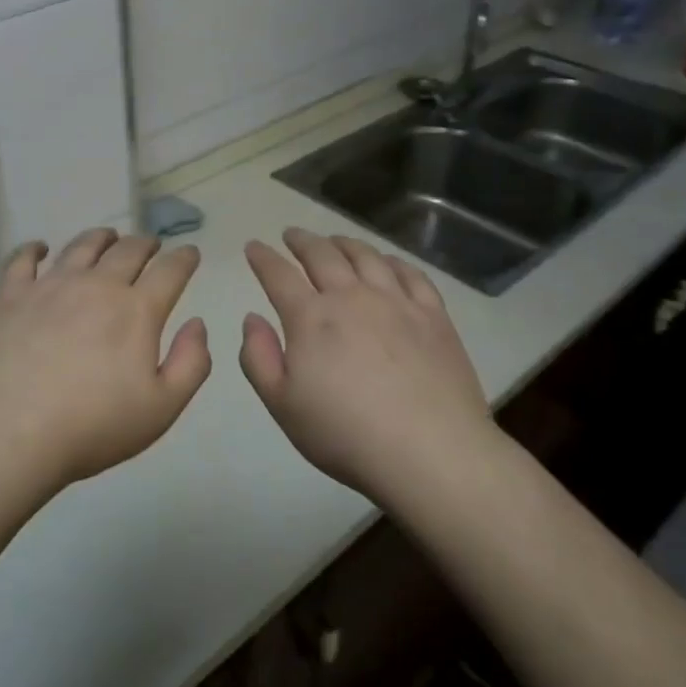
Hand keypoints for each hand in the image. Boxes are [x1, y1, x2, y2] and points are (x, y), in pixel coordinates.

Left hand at [0, 228, 211, 487]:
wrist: (10, 434)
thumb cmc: (93, 427)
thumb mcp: (162, 408)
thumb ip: (191, 363)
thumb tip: (197, 324)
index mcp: (136, 310)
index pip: (170, 271)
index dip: (184, 258)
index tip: (190, 253)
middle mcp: (96, 285)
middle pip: (128, 250)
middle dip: (146, 243)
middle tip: (151, 245)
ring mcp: (50, 286)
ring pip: (81, 246)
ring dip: (101, 237)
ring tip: (107, 237)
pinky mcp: (11, 296)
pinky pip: (23, 259)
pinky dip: (35, 248)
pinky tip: (40, 248)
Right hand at [239, 229, 491, 499]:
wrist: (430, 451)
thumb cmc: (345, 434)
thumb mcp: (282, 405)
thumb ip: (258, 357)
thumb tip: (252, 318)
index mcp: (311, 318)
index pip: (278, 275)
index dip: (263, 258)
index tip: (253, 246)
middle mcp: (351, 297)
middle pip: (322, 255)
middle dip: (302, 241)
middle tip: (292, 235)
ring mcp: (396, 302)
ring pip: (365, 256)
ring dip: (344, 243)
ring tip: (334, 240)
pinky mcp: (433, 315)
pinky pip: (410, 273)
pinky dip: (391, 261)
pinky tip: (387, 262)